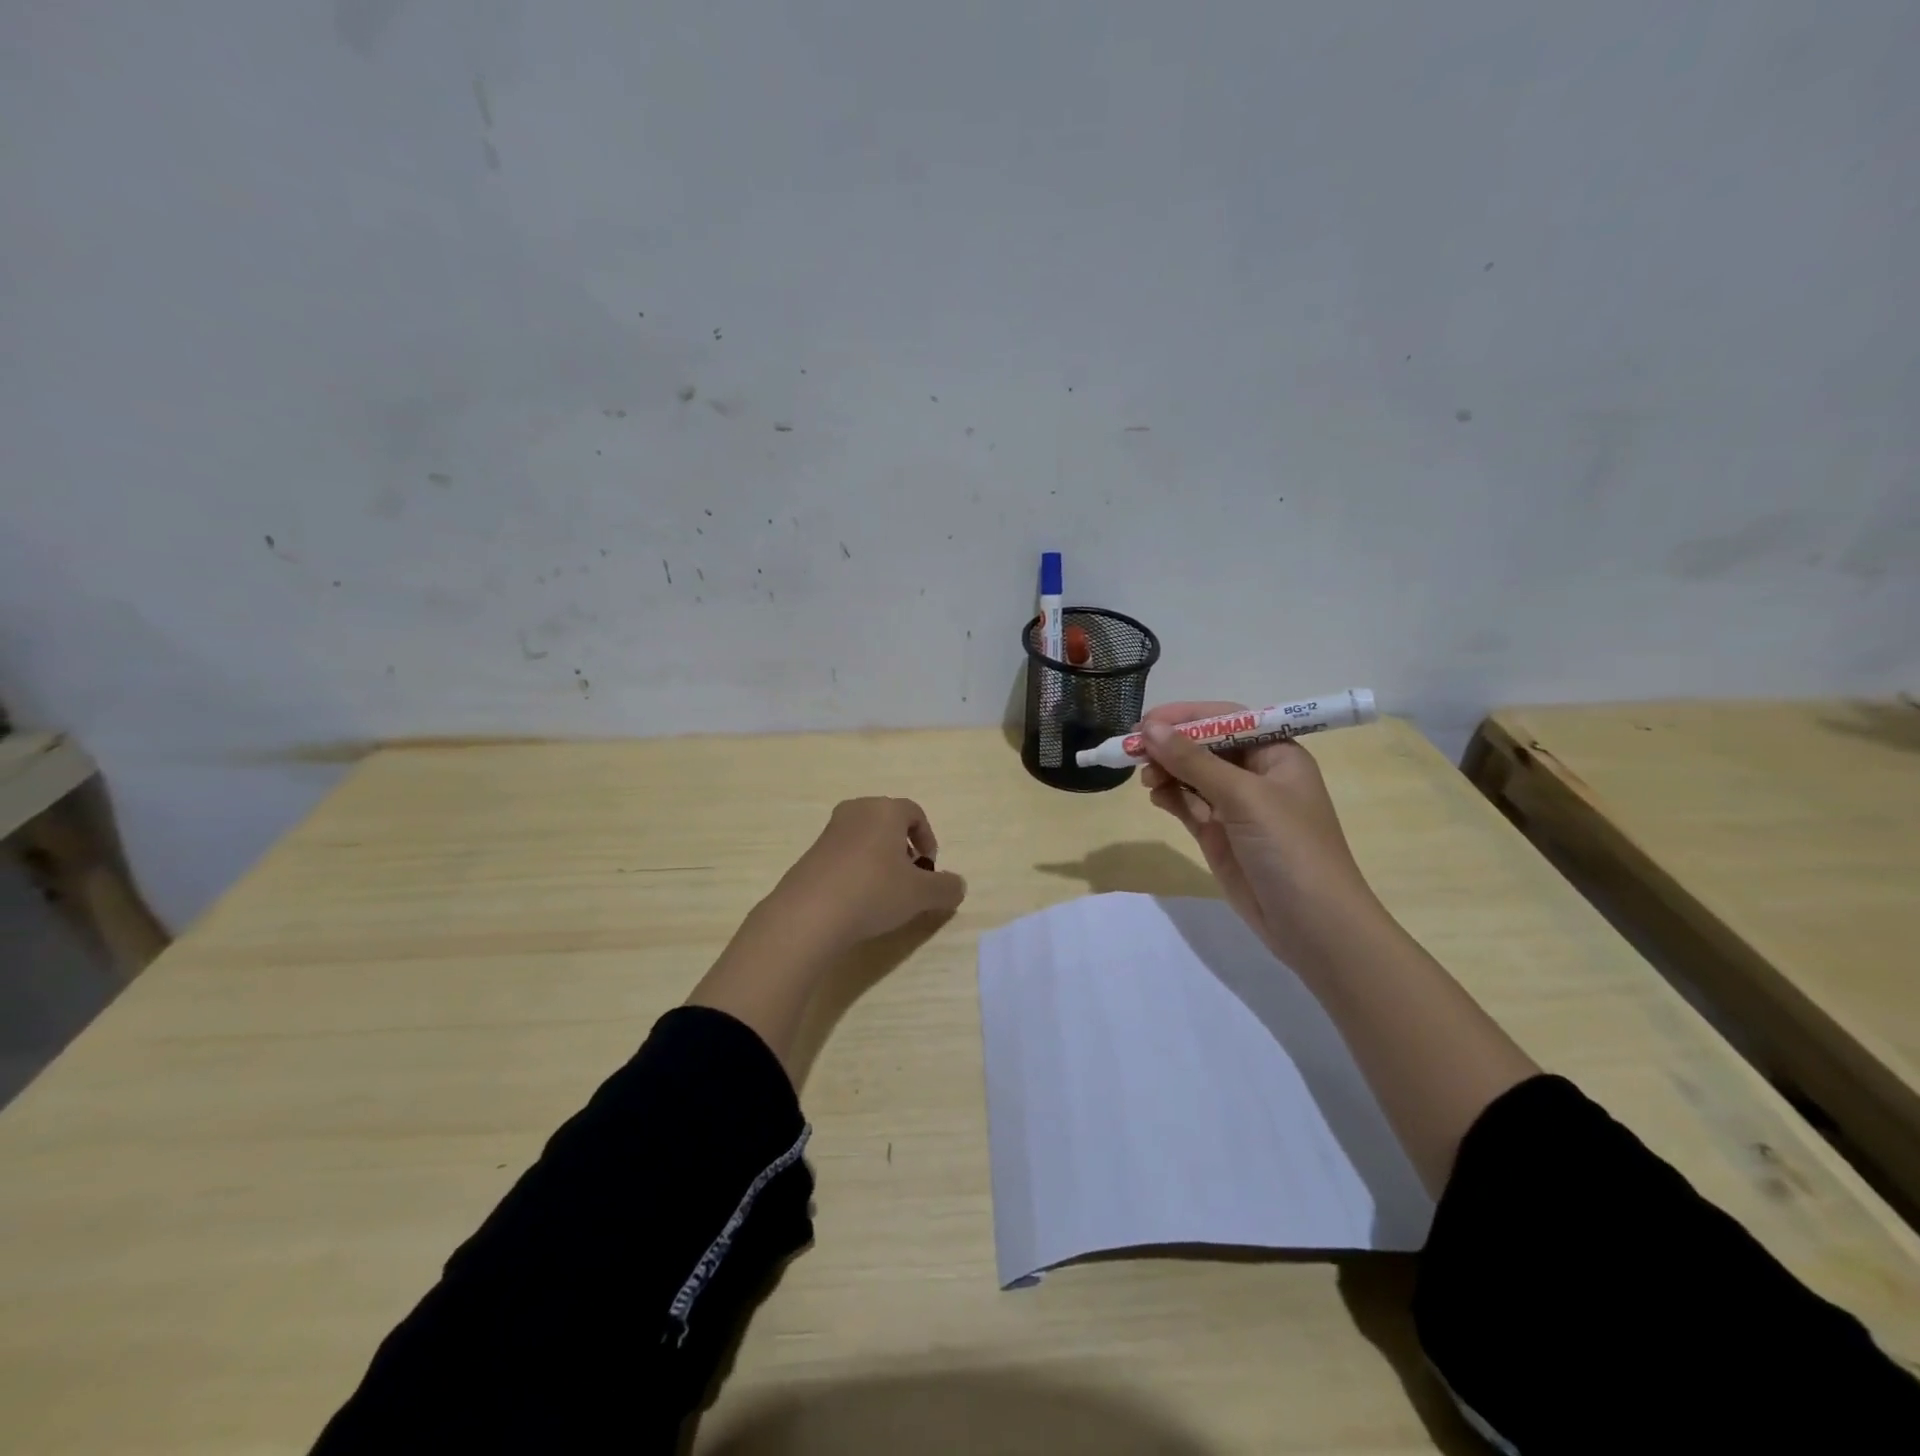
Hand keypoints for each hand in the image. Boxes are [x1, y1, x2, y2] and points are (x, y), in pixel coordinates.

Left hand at [767, 797, 966, 948]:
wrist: (809, 914)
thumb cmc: (873, 892)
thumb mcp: (921, 894)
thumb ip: (946, 888)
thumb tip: (957, 885)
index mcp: (885, 810)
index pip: (915, 813)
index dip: (928, 839)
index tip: (929, 869)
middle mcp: (856, 811)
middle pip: (888, 823)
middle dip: (903, 848)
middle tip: (909, 879)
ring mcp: (829, 832)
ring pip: (865, 839)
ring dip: (880, 860)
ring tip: (884, 894)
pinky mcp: (810, 854)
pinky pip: (844, 855)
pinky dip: (857, 871)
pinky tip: (857, 900)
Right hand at [1138, 703, 1386, 969]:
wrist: (1312, 925)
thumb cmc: (1289, 848)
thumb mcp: (1243, 796)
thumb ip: (1193, 761)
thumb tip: (1149, 728)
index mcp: (1277, 754)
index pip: (1227, 720)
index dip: (1186, 717)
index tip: (1145, 723)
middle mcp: (1257, 775)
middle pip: (1205, 746)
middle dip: (1171, 745)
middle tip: (1134, 751)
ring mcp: (1237, 807)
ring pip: (1192, 775)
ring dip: (1167, 771)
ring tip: (1146, 779)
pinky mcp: (1220, 835)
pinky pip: (1188, 805)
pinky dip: (1170, 797)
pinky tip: (1156, 796)